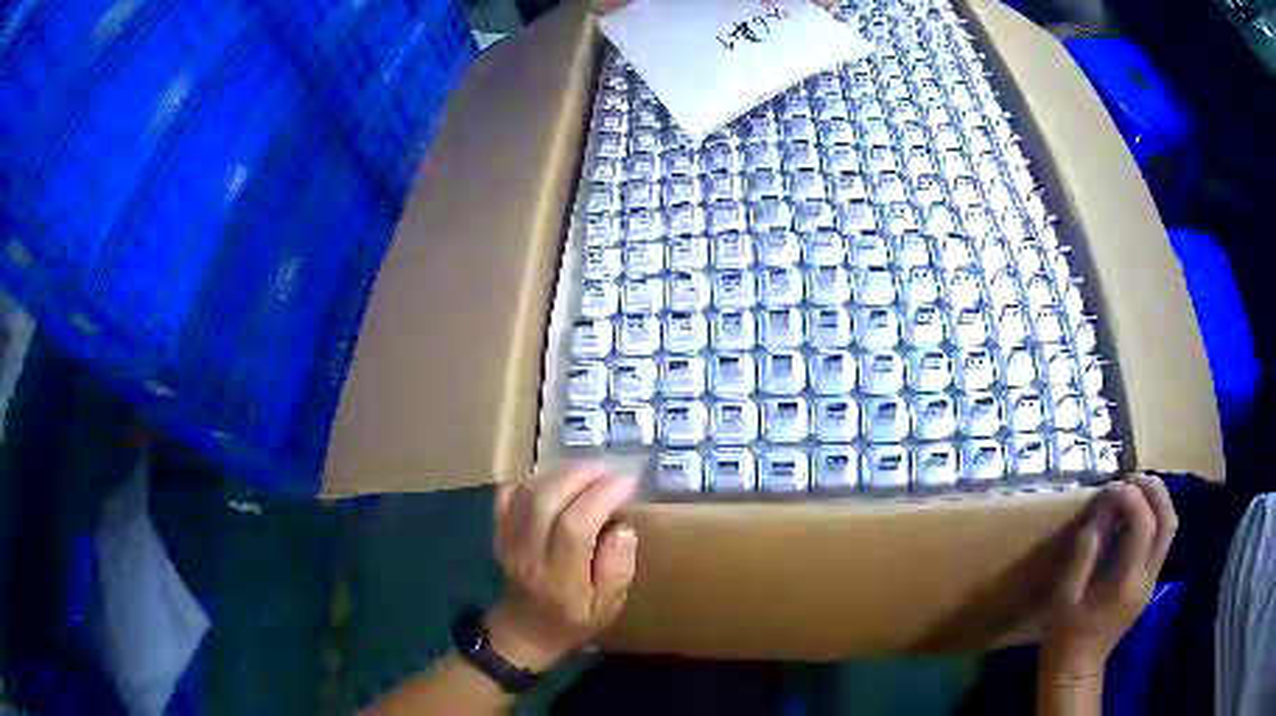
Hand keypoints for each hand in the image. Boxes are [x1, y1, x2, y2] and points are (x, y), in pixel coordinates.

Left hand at [486, 465, 638, 672]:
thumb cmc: (573, 622)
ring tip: (590, 472)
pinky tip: (556, 482)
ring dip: (560, 473)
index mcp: (560, 580)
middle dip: (581, 476)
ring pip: (527, 493)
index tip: (627, 483)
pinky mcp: (498, 532)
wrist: (524, 631)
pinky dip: (533, 480)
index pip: (574, 527)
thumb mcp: (608, 609)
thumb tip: (624, 530)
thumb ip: (617, 571)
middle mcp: (528, 556)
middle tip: (610, 471)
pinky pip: (508, 495)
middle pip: (546, 501)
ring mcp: (507, 542)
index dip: (601, 497)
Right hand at [1041, 474, 1177, 684]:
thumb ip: (1085, 552)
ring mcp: (1151, 581)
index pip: (1144, 525)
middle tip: (1132, 477)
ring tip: (1135, 490)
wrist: (1076, 672)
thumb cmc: (1065, 638)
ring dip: (1157, 502)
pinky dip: (1153, 518)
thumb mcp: (1066, 596)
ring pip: (1169, 528)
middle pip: (1168, 521)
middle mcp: (1147, 578)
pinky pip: (1160, 540)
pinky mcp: (1148, 583)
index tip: (1111, 487)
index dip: (1131, 498)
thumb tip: (1100, 513)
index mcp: (1126, 583)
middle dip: (1154, 491)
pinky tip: (1133, 517)